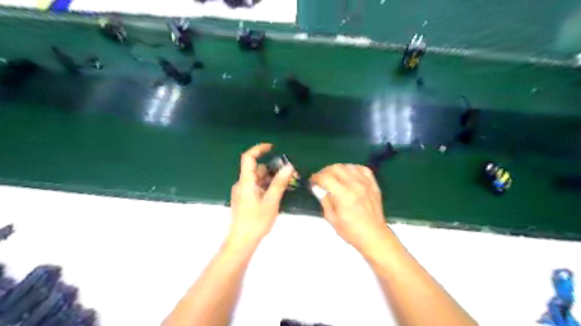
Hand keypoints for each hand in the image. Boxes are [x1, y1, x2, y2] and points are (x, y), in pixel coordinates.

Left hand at [228, 144, 296, 245]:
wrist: (242, 241)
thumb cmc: (256, 221)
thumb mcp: (271, 201)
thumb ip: (279, 183)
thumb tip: (288, 167)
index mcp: (246, 182)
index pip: (248, 158)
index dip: (259, 149)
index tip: (272, 147)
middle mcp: (242, 184)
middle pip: (256, 170)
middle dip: (272, 170)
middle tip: (288, 175)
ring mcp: (242, 192)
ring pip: (257, 180)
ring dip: (270, 180)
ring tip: (285, 186)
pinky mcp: (243, 200)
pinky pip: (256, 187)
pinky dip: (266, 187)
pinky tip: (276, 195)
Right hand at [312, 165, 386, 253]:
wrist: (374, 236)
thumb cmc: (351, 231)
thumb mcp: (332, 218)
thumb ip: (324, 200)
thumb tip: (318, 188)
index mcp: (343, 195)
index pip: (325, 177)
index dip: (316, 178)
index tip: (313, 182)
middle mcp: (355, 185)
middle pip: (336, 167)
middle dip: (325, 171)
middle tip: (321, 180)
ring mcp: (365, 183)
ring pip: (348, 166)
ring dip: (338, 169)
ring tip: (334, 178)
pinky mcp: (373, 185)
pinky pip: (363, 169)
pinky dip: (353, 169)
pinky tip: (350, 175)